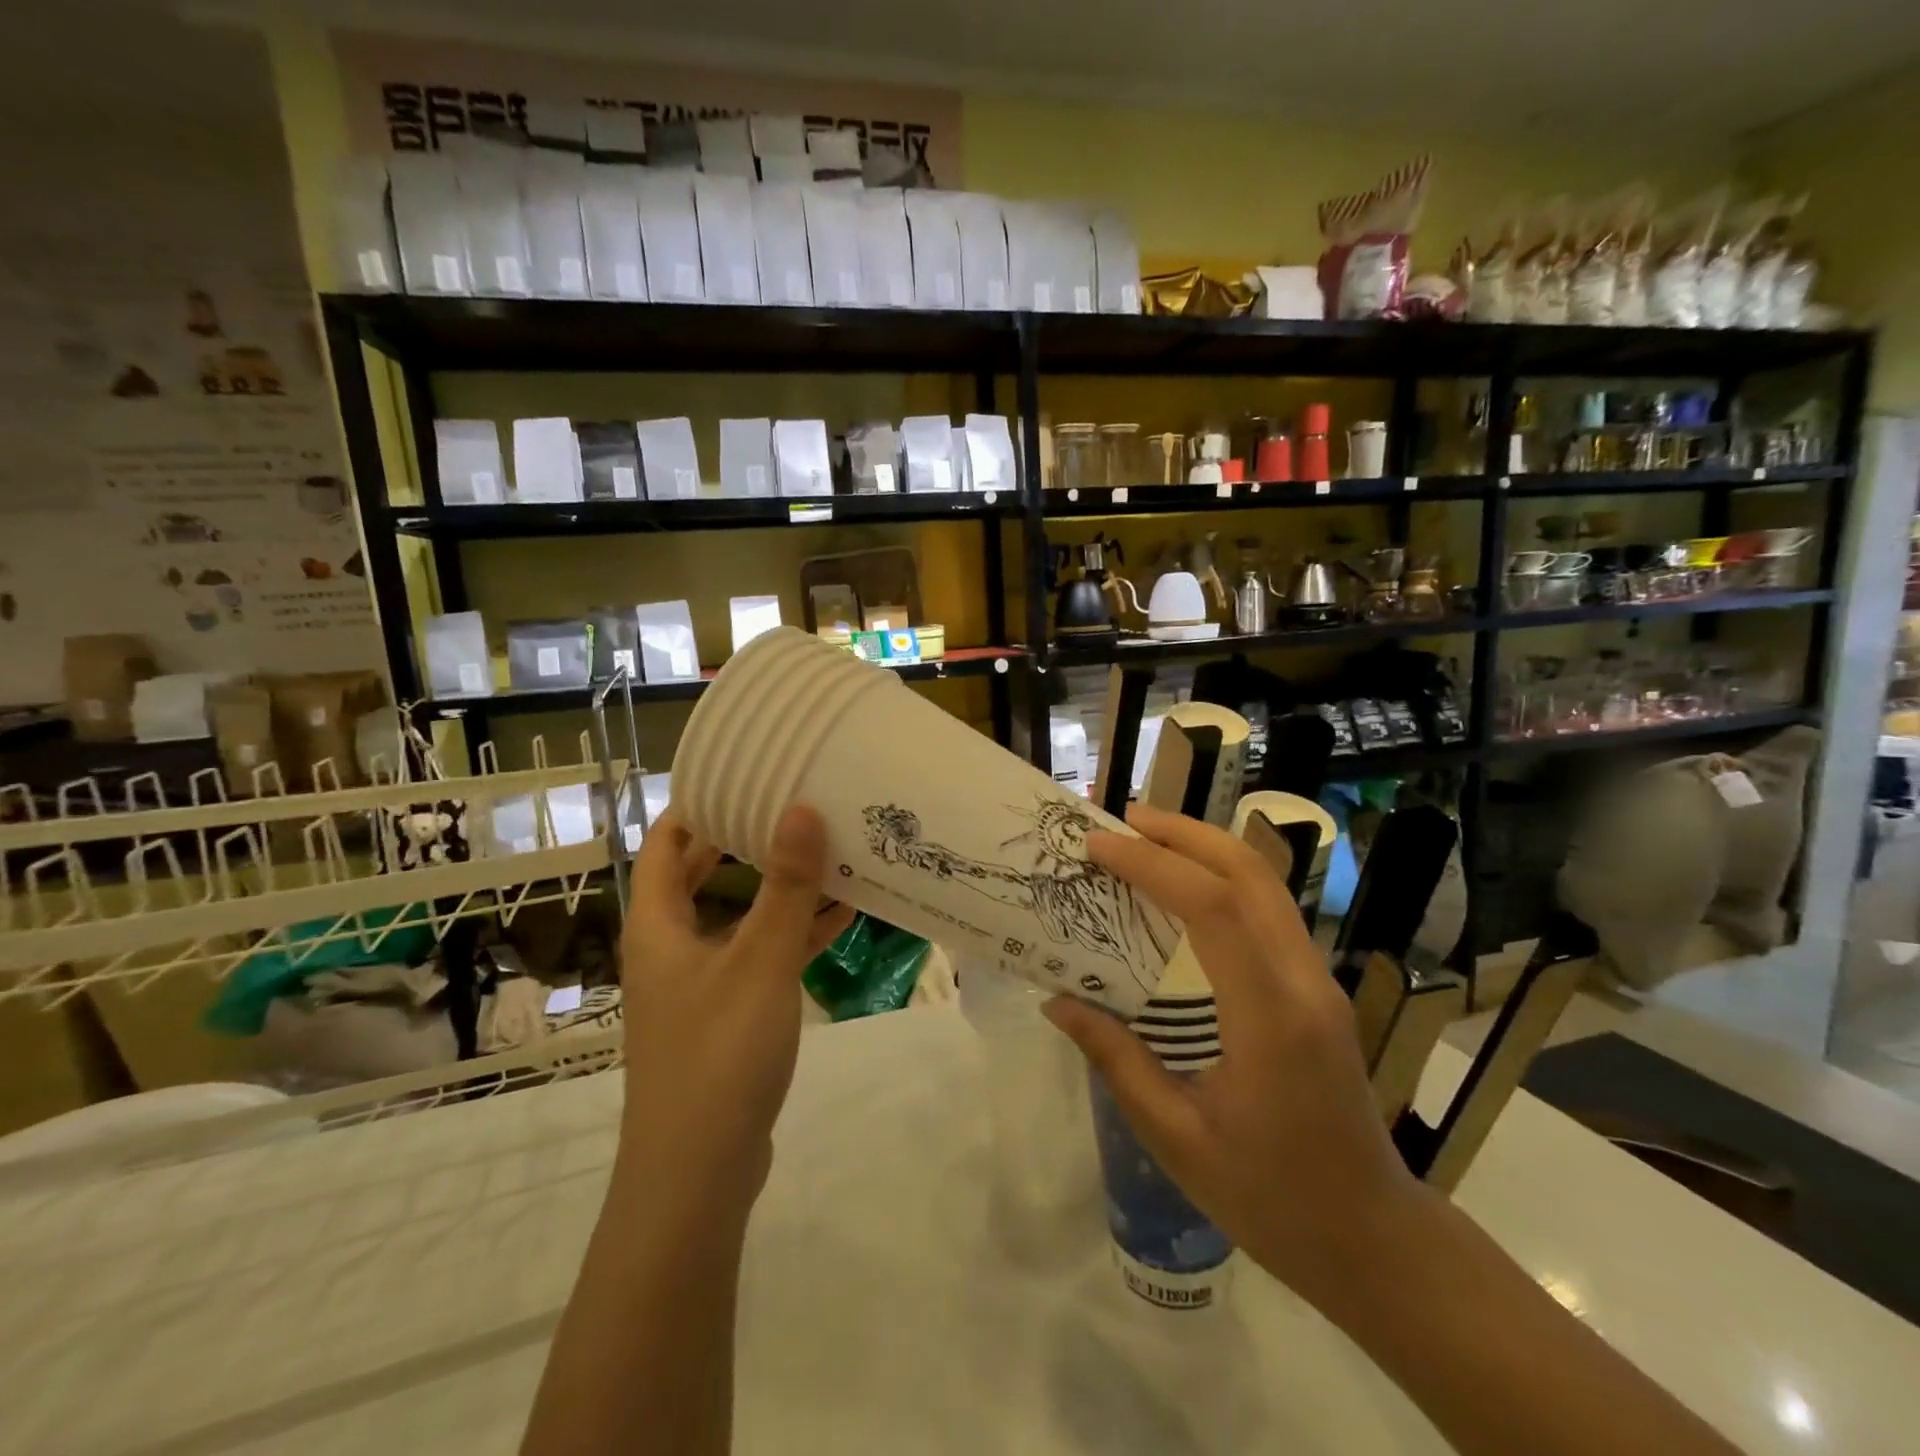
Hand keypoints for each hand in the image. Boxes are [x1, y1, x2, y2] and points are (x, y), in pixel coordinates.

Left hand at [618, 805, 853, 1229]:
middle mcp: (674, 947)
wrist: (698, 1175)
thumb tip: (801, 808)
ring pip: (741, 916)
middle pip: (703, 875)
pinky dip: (794, 933)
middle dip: (744, 839)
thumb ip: (785, 886)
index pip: (665, 843)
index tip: (742, 772)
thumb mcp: (759, 961)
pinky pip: (762, 955)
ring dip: (779, 887)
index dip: (696, 804)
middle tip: (793, 802)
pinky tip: (842, 916)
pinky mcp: (730, 1015)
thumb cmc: (718, 1054)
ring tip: (829, 848)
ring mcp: (702, 984)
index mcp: (659, 925)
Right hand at [1043, 803, 1421, 1308]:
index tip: (1098, 847)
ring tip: (1146, 838)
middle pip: (1250, 872)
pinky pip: (1268, 909)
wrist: (1372, 1238)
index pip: (1213, 907)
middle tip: (1122, 819)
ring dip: (1205, 848)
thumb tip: (1057, 1001)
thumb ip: (1116, 1059)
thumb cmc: (1270, 1197)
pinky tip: (1183, 889)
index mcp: (1271, 1017)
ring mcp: (1319, 979)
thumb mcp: (1176, 1137)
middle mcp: (1304, 981)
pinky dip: (1222, 879)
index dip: (1152, 865)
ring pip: (1266, 883)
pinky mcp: (1317, 987)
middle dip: (1183, 833)